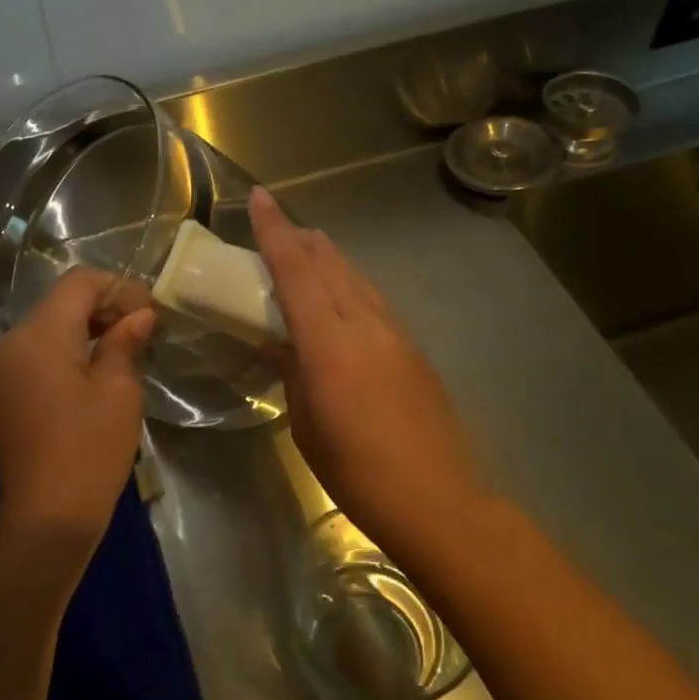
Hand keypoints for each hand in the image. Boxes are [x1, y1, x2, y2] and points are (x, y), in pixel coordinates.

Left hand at [0, 269, 155, 550]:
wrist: (47, 518)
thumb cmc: (90, 451)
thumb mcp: (118, 391)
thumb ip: (124, 342)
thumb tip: (139, 315)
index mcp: (37, 336)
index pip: (77, 284)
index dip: (117, 289)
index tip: (149, 311)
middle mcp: (8, 343)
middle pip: (58, 303)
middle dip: (101, 308)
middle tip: (141, 329)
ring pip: (44, 327)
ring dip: (82, 329)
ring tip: (120, 349)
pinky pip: (32, 353)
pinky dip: (62, 351)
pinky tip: (90, 371)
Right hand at [250, 187, 485, 546]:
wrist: (440, 502)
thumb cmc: (357, 473)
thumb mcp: (307, 424)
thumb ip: (292, 372)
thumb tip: (277, 342)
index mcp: (330, 345)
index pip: (296, 271)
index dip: (274, 231)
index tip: (258, 197)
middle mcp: (365, 325)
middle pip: (329, 263)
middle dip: (300, 238)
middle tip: (277, 226)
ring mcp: (396, 334)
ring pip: (355, 277)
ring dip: (327, 258)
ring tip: (306, 250)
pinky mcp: (414, 349)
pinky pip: (373, 299)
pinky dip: (349, 284)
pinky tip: (341, 295)